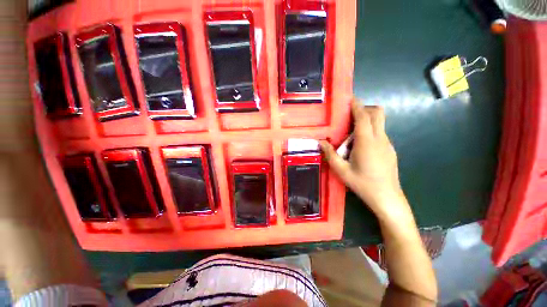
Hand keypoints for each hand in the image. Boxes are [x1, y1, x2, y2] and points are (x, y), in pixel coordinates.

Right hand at [320, 100, 408, 220]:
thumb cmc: (363, 184)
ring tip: (350, 136)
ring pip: (379, 123)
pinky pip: (379, 133)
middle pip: (378, 113)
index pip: (363, 117)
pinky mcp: (390, 149)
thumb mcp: (341, 171)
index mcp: (367, 142)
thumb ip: (330, 155)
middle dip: (365, 108)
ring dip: (366, 122)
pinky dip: (369, 132)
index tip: (350, 98)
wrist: (387, 197)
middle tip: (349, 116)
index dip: (357, 105)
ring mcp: (387, 144)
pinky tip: (360, 147)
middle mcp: (380, 139)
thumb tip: (321, 142)